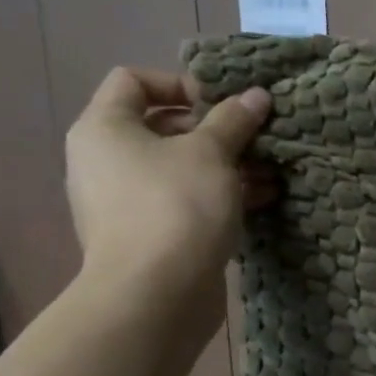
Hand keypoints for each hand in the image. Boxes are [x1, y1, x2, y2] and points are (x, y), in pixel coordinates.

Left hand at [65, 68, 277, 327]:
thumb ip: (234, 120)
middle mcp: (105, 160)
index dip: (181, 83)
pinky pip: (185, 201)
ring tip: (270, 172)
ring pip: (180, 168)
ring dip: (226, 165)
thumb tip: (257, 95)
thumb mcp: (212, 153)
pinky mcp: (149, 235)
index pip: (133, 81)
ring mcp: (125, 201)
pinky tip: (262, 200)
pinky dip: (219, 195)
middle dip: (216, 130)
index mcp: (105, 128)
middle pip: (163, 126)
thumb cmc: (177, 206)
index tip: (223, 103)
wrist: (156, 294)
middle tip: (256, 139)